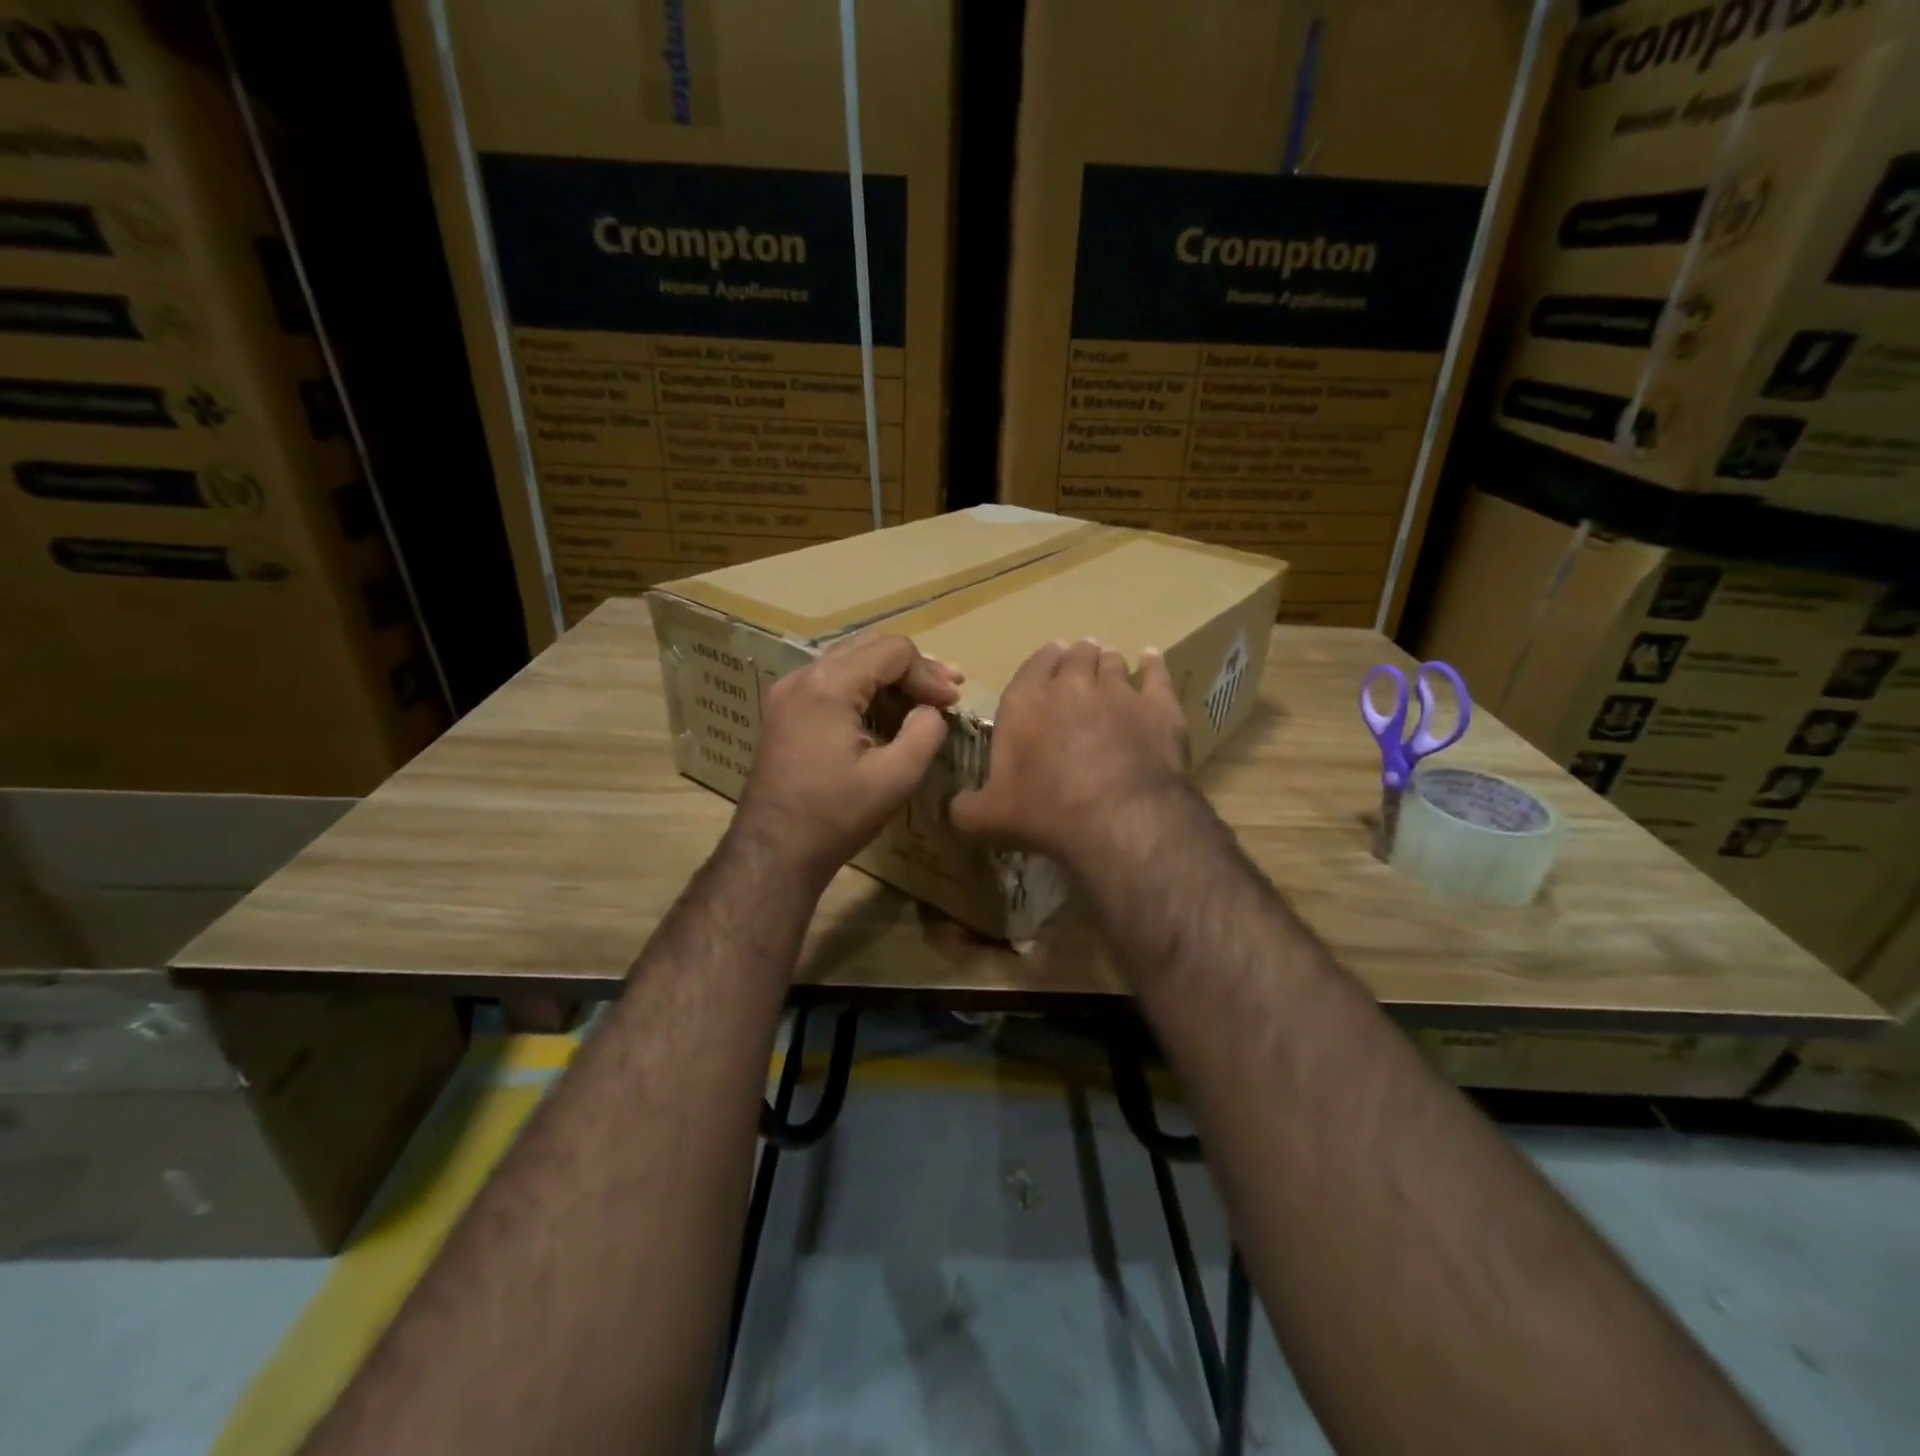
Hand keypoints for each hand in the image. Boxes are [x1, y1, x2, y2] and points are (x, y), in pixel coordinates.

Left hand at [734, 632, 961, 889]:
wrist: (774, 850)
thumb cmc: (836, 816)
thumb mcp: (896, 777)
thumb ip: (926, 733)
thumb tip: (930, 710)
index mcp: (828, 685)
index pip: (892, 651)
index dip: (929, 672)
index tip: (953, 702)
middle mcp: (802, 676)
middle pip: (869, 646)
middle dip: (913, 667)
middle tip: (948, 690)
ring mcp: (787, 692)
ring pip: (850, 660)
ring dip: (890, 675)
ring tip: (926, 697)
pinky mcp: (784, 710)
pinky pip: (832, 680)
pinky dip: (865, 688)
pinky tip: (888, 710)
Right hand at [950, 639, 1189, 865]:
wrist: (1120, 818)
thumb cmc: (1046, 813)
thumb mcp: (988, 819)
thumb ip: (965, 808)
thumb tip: (954, 807)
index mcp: (1024, 704)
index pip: (1031, 668)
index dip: (1041, 663)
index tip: (1048, 660)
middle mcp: (1070, 686)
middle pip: (1075, 658)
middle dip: (1075, 657)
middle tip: (1079, 661)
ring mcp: (1117, 691)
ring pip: (1112, 662)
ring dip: (1107, 661)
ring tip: (1109, 663)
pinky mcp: (1158, 706)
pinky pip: (1155, 673)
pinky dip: (1151, 664)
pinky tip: (1150, 660)